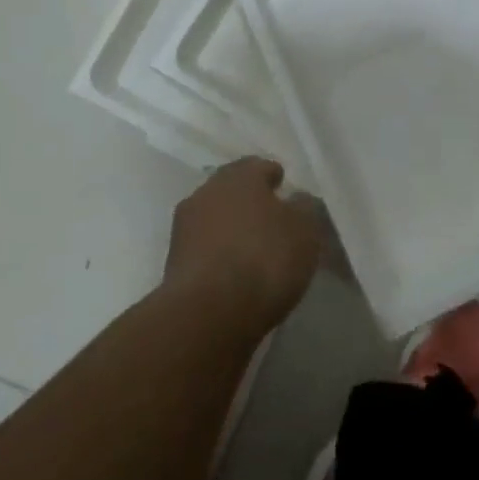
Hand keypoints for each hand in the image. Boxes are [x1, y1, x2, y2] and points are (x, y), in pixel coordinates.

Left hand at [164, 157, 320, 333]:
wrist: (207, 313)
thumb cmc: (264, 258)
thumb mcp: (304, 230)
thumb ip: (304, 208)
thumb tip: (297, 200)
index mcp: (239, 176)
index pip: (259, 166)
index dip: (274, 177)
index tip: (284, 188)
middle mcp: (207, 192)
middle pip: (232, 190)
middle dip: (249, 201)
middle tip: (270, 217)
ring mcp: (185, 227)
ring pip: (215, 218)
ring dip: (231, 228)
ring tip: (252, 247)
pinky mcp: (174, 262)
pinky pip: (204, 248)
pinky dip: (218, 254)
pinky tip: (233, 269)